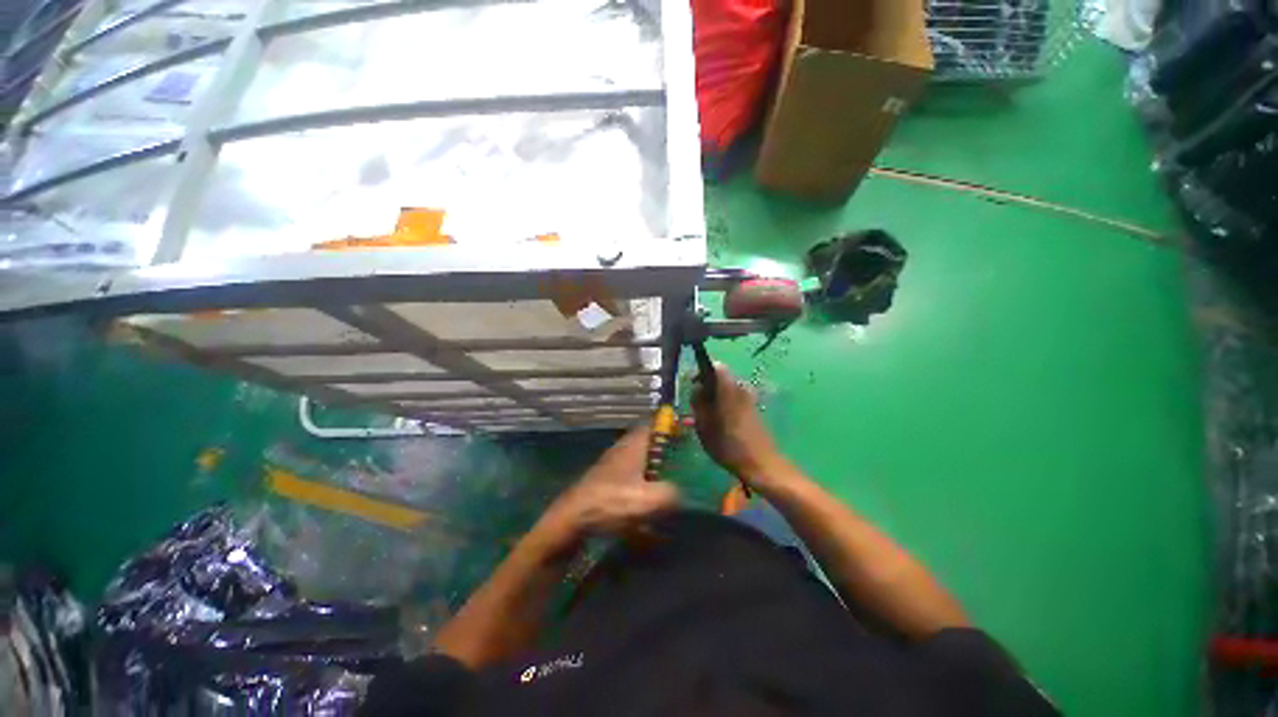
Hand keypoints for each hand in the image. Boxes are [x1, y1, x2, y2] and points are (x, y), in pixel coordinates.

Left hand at [530, 427, 678, 554]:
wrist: (572, 518)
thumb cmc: (610, 502)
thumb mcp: (648, 499)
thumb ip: (671, 494)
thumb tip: (680, 494)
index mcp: (634, 444)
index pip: (655, 423)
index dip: (672, 423)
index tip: (688, 429)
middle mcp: (624, 448)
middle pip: (650, 439)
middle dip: (667, 446)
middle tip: (685, 458)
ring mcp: (615, 463)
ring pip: (641, 456)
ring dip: (656, 464)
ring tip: (672, 478)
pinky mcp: (608, 479)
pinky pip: (633, 472)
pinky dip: (644, 479)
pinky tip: (650, 498)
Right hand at [692, 363, 786, 487]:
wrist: (760, 463)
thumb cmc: (728, 445)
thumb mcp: (704, 425)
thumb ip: (698, 403)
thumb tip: (696, 389)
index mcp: (728, 388)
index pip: (715, 366)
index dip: (701, 372)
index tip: (692, 385)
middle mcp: (740, 388)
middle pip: (720, 379)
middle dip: (706, 389)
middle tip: (695, 406)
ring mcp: (749, 398)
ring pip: (726, 390)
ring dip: (714, 399)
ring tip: (703, 418)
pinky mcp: (753, 409)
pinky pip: (733, 399)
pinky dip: (723, 406)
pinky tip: (716, 424)